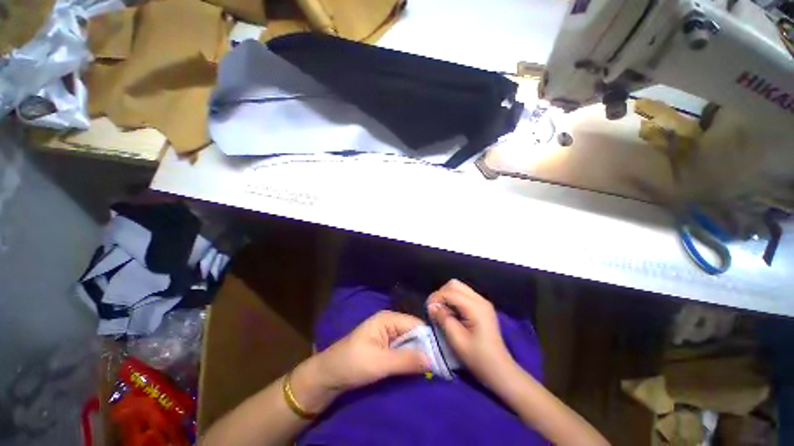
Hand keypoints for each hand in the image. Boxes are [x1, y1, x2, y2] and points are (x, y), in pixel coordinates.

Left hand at [290, 311, 429, 411]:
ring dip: (418, 355)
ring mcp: (388, 334)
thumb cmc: (352, 363)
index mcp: (388, 318)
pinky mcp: (385, 346)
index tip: (443, 357)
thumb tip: (433, 359)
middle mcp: (390, 322)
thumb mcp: (379, 362)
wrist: (328, 375)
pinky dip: (410, 358)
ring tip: (432, 369)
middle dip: (425, 348)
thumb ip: (406, 360)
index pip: (416, 324)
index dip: (429, 339)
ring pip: (410, 342)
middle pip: (414, 332)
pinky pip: (403, 349)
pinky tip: (417, 368)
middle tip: (439, 366)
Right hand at [427, 280, 514, 385]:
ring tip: (441, 312)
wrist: (499, 370)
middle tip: (434, 309)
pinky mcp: (482, 307)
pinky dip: (453, 300)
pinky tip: (451, 313)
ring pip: (458, 288)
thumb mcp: (457, 340)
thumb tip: (431, 306)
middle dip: (441, 294)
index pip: (450, 292)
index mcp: (476, 307)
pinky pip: (463, 295)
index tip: (428, 310)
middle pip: (454, 285)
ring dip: (447, 296)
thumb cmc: (478, 358)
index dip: (436, 298)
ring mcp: (482, 302)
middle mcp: (480, 299)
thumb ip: (443, 319)